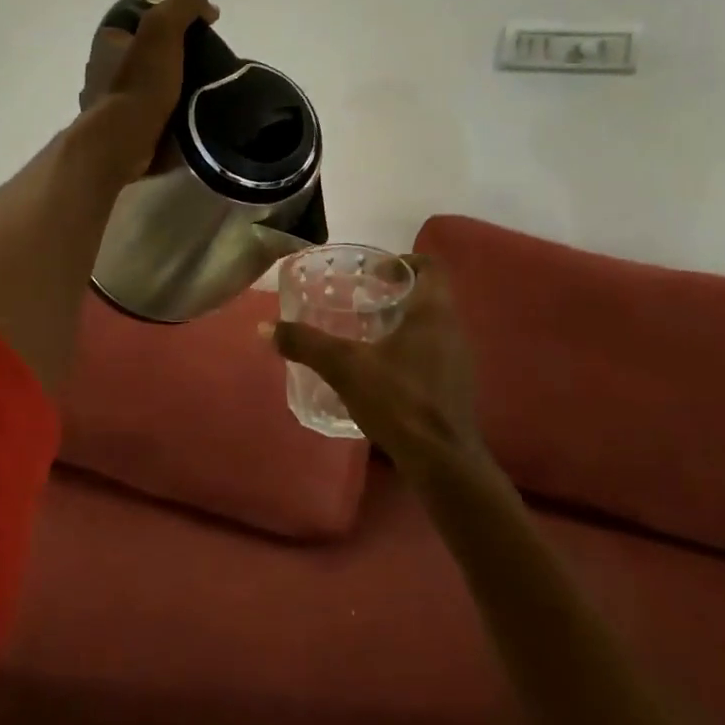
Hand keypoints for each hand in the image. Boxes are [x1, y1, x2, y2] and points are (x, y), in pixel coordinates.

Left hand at [75, 0, 218, 183]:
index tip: (200, 29)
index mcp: (108, 39)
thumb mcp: (163, 28)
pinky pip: (152, 112)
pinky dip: (170, 111)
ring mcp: (111, 101)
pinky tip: (190, 114)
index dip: (172, 18)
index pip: (143, 17)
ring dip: (175, 85)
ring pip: (151, 83)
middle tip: (208, 62)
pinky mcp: (123, 129)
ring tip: (205, 90)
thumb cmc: (141, 83)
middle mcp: (104, 67)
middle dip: (176, 54)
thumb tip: (208, 7)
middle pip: (149, 51)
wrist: (124, 143)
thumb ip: (185, 4)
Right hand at [264, 257, 488, 477]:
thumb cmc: (400, 401)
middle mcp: (452, 329)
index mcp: (434, 312)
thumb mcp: (345, 368)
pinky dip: (408, 350)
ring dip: (401, 322)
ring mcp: (458, 360)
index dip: (403, 261)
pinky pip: (432, 353)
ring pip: (430, 326)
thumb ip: (307, 344)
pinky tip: (380, 369)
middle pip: (428, 295)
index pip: (430, 266)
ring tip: (364, 332)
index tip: (373, 270)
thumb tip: (266, 328)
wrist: (442, 463)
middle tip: (359, 298)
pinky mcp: (454, 387)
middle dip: (395, 293)